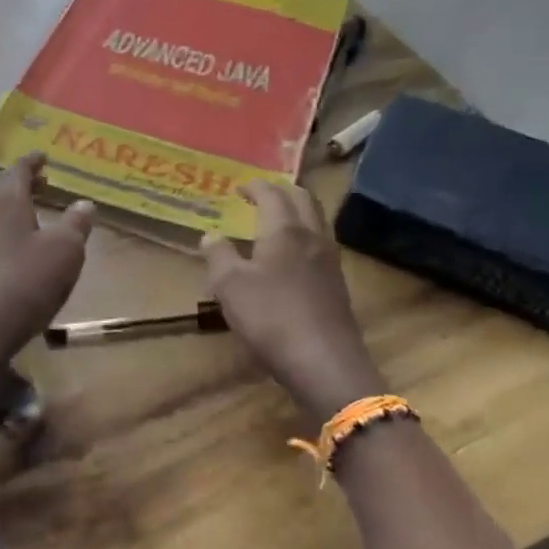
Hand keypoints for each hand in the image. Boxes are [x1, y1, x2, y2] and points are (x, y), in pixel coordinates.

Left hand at [0, 154, 93, 386]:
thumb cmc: (23, 285)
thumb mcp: (64, 254)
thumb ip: (75, 226)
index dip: (31, 161)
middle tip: (34, 180)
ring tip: (22, 213)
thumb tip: (84, 203)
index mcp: (4, 202)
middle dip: (14, 181)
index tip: (42, 156)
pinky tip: (2, 251)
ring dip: (2, 207)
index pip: (17, 170)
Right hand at [202, 181, 384, 425]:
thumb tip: (211, 235)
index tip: (239, 187)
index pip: (272, 194)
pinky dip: (303, 238)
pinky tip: (290, 258)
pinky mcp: (337, 286)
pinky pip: (319, 246)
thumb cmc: (271, 317)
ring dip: (296, 213)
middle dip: (282, 191)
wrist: (325, 362)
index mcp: (285, 230)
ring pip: (315, 222)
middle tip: (261, 195)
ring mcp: (330, 262)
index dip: (255, 186)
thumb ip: (218, 255)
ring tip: (275, 221)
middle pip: (303, 200)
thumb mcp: (230, 285)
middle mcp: (312, 237)